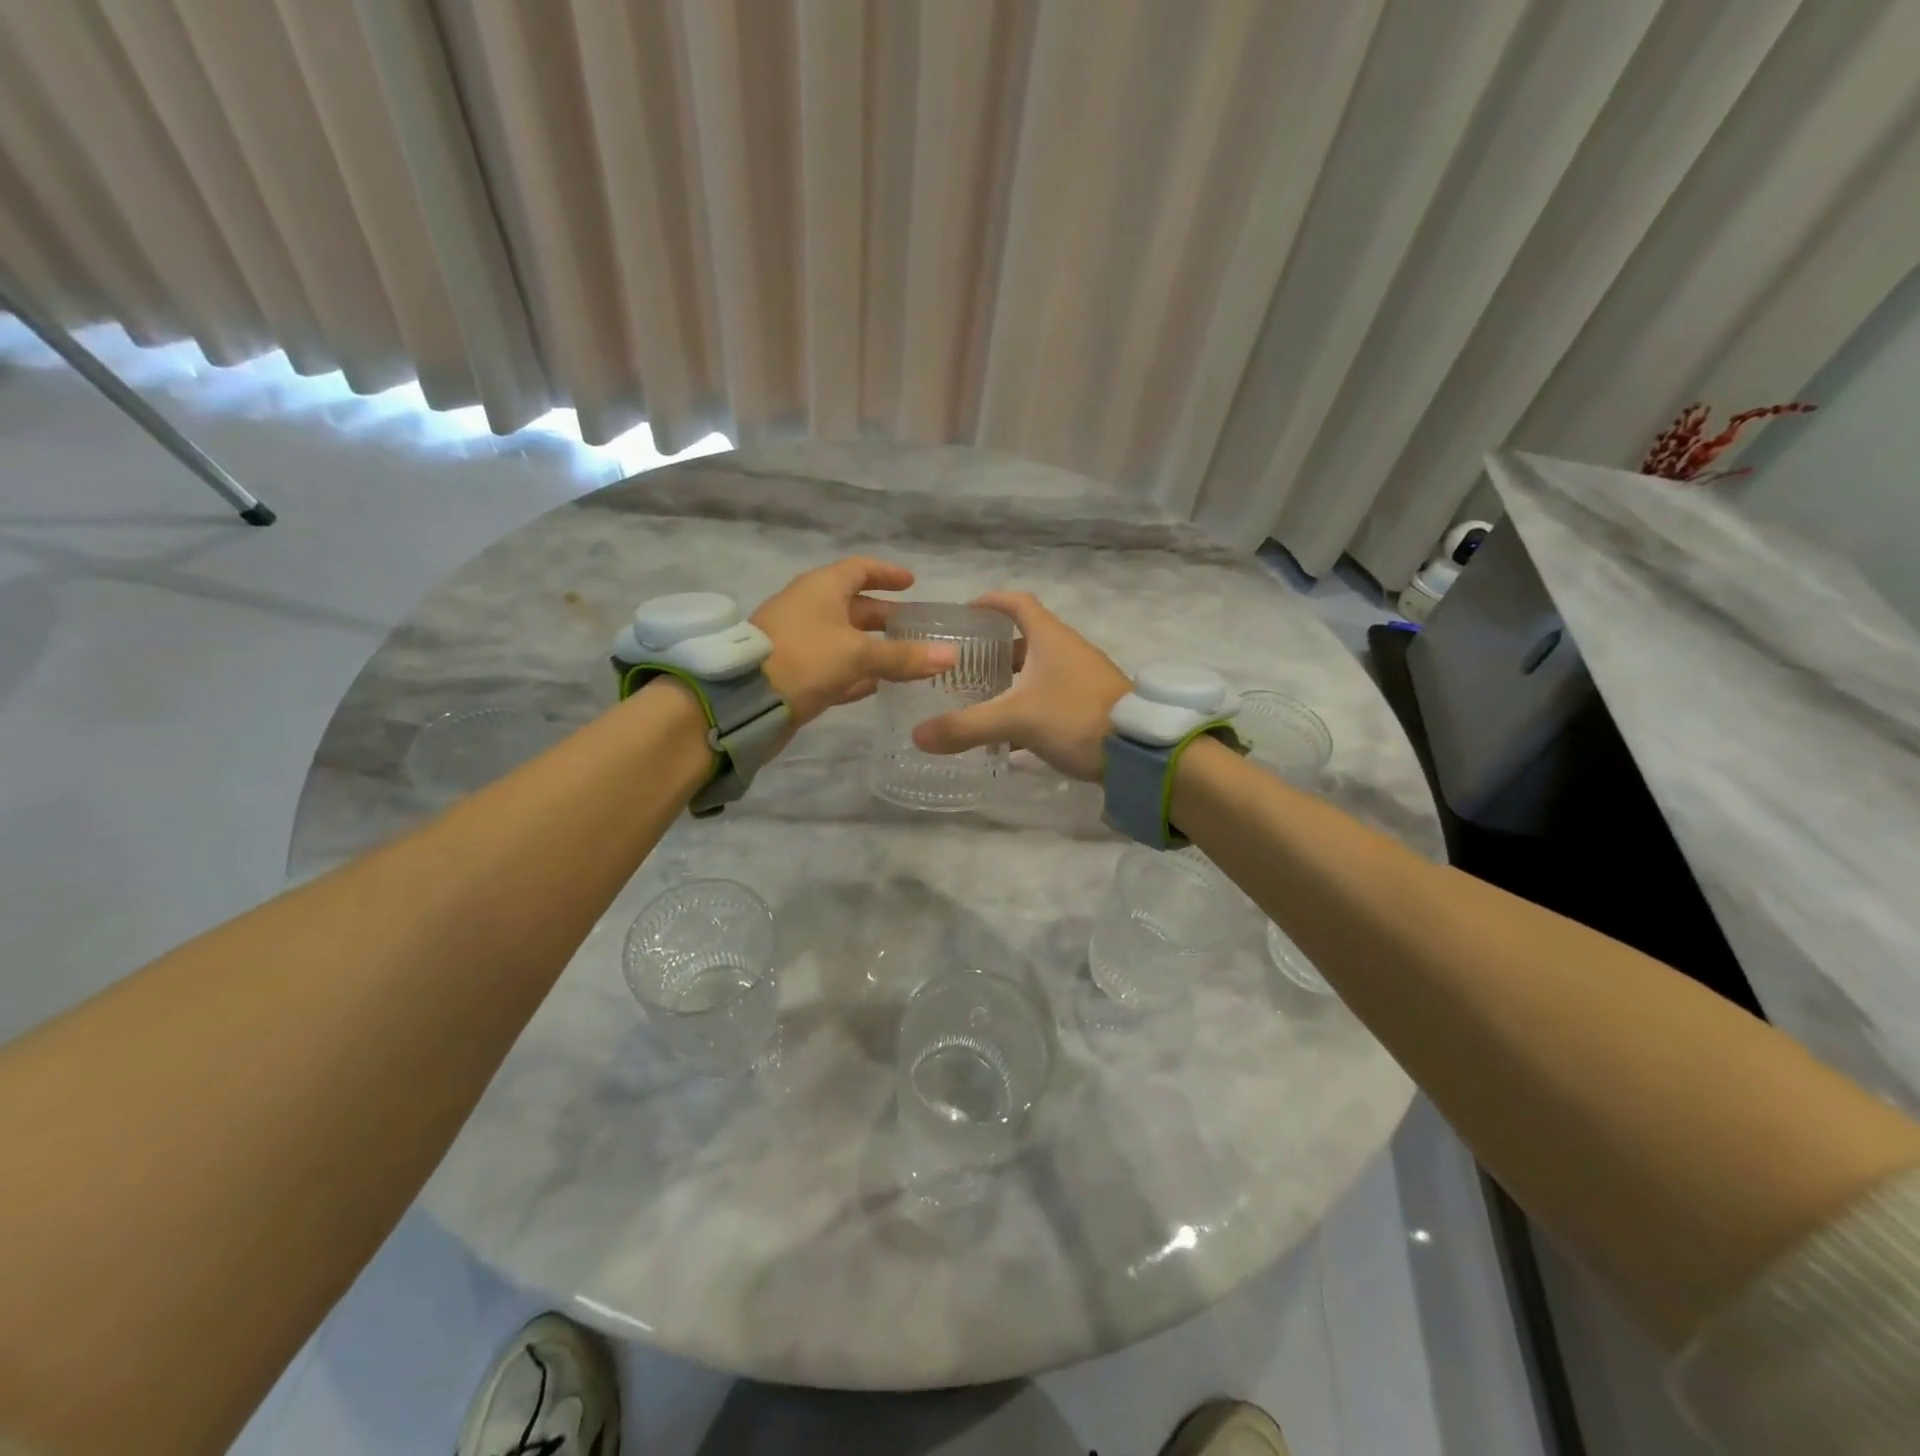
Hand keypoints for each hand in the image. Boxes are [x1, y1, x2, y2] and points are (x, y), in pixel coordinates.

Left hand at [752, 557, 955, 725]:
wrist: (745, 701)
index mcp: (821, 588)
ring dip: (872, 646)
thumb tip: (951, 655)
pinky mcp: (794, 671)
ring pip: (844, 638)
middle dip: (884, 616)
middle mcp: (809, 607)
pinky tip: (876, 686)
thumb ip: (904, 656)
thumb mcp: (859, 656)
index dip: (886, 574)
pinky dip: (855, 671)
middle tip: (915, 628)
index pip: (859, 569)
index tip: (911, 583)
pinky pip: (832, 665)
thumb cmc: (805, 660)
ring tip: (904, 658)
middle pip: (853, 605)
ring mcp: (799, 640)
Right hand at [911, 591, 1130, 780]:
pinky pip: (1050, 698)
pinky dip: (1027, 707)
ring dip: (1010, 681)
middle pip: (1025, 639)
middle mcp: (1067, 651)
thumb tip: (917, 735)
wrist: (1139, 751)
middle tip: (962, 664)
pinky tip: (1008, 734)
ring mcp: (1082, 679)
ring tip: (979, 698)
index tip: (964, 612)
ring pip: (1038, 671)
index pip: (1017, 603)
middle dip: (993, 649)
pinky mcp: (1090, 706)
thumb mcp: (1016, 720)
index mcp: (1051, 638)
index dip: (990, 602)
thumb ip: (966, 726)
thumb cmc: (1076, 717)